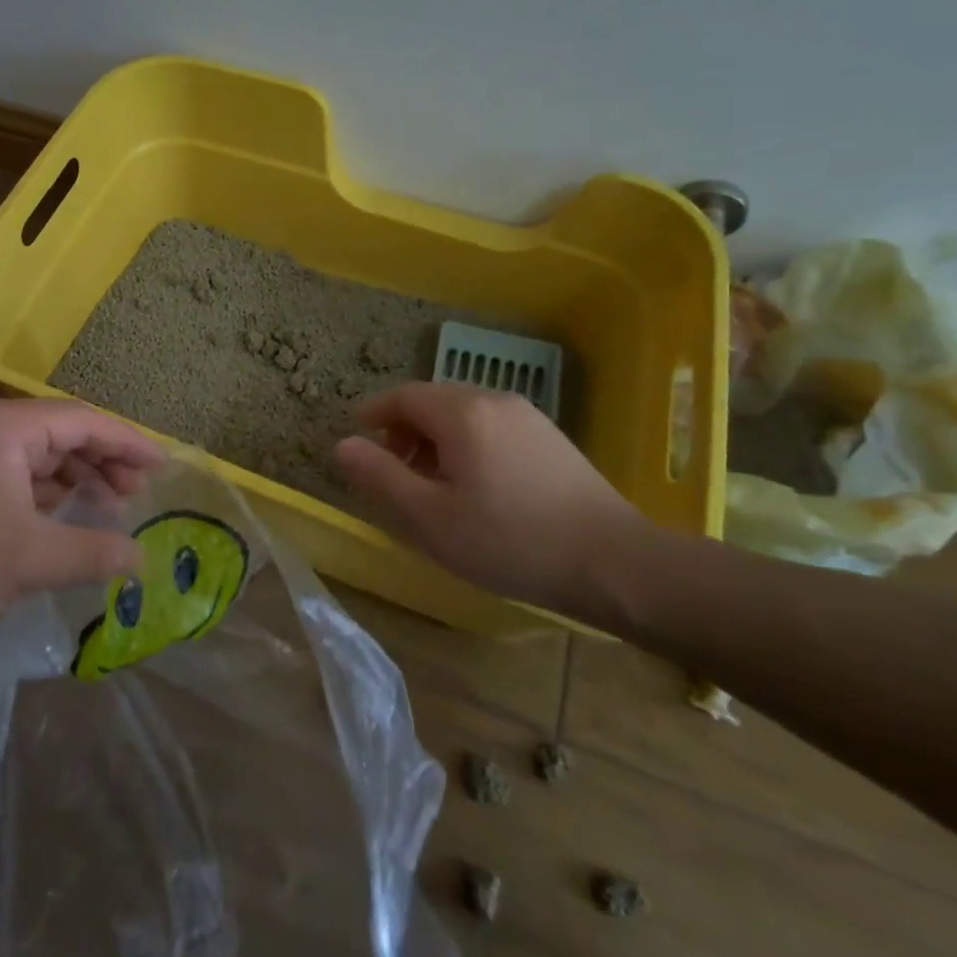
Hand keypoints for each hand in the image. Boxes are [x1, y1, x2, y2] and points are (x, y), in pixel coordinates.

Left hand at [0, 397, 160, 651]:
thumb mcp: (30, 561)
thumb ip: (94, 552)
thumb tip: (142, 558)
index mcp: (4, 426)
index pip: (84, 421)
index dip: (129, 443)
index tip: (163, 466)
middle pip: (62, 432)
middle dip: (104, 461)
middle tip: (137, 495)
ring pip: (38, 454)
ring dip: (75, 478)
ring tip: (109, 507)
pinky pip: (15, 473)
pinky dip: (45, 492)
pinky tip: (63, 518)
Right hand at [333, 383, 649, 612]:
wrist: (613, 561)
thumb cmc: (509, 540)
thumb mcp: (430, 517)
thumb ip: (380, 477)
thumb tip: (343, 445)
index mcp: (461, 413)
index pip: (403, 396)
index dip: (375, 412)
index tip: (359, 436)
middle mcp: (493, 400)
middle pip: (434, 400)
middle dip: (404, 428)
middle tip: (393, 469)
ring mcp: (528, 416)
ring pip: (464, 413)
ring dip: (436, 437)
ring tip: (432, 483)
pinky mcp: (551, 437)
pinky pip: (492, 425)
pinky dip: (467, 442)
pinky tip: (476, 485)